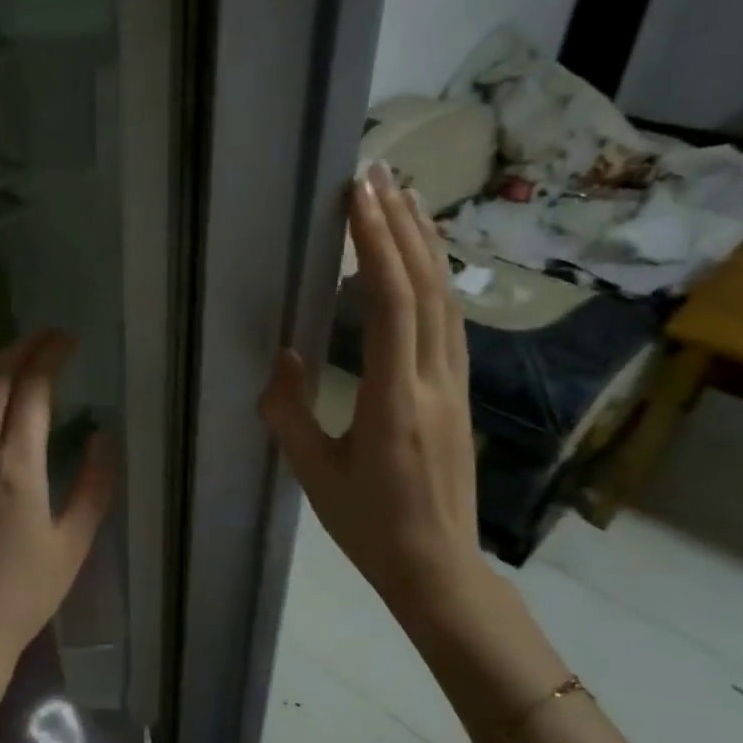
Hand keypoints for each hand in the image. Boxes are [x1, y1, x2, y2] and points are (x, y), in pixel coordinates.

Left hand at [0, 331, 116, 701]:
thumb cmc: (25, 592)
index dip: (50, 357)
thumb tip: (101, 437)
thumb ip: (93, 485)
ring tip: (22, 353)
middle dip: (20, 348)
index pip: (31, 392)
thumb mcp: (74, 543)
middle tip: (48, 335)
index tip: (69, 340)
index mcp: (16, 468)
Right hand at [260, 164, 486, 627]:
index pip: (389, 302)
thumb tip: (282, 355)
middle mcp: (432, 380)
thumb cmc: (367, 525)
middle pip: (426, 287)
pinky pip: (450, 323)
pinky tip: (424, 264)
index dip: (375, 243)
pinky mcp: (459, 394)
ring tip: (406, 200)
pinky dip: (436, 280)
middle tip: (382, 173)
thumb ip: (289, 410)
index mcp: (393, 398)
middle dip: (403, 224)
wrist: (438, 568)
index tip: (358, 196)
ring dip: (425, 245)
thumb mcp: (313, 473)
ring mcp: (455, 385)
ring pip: (446, 300)